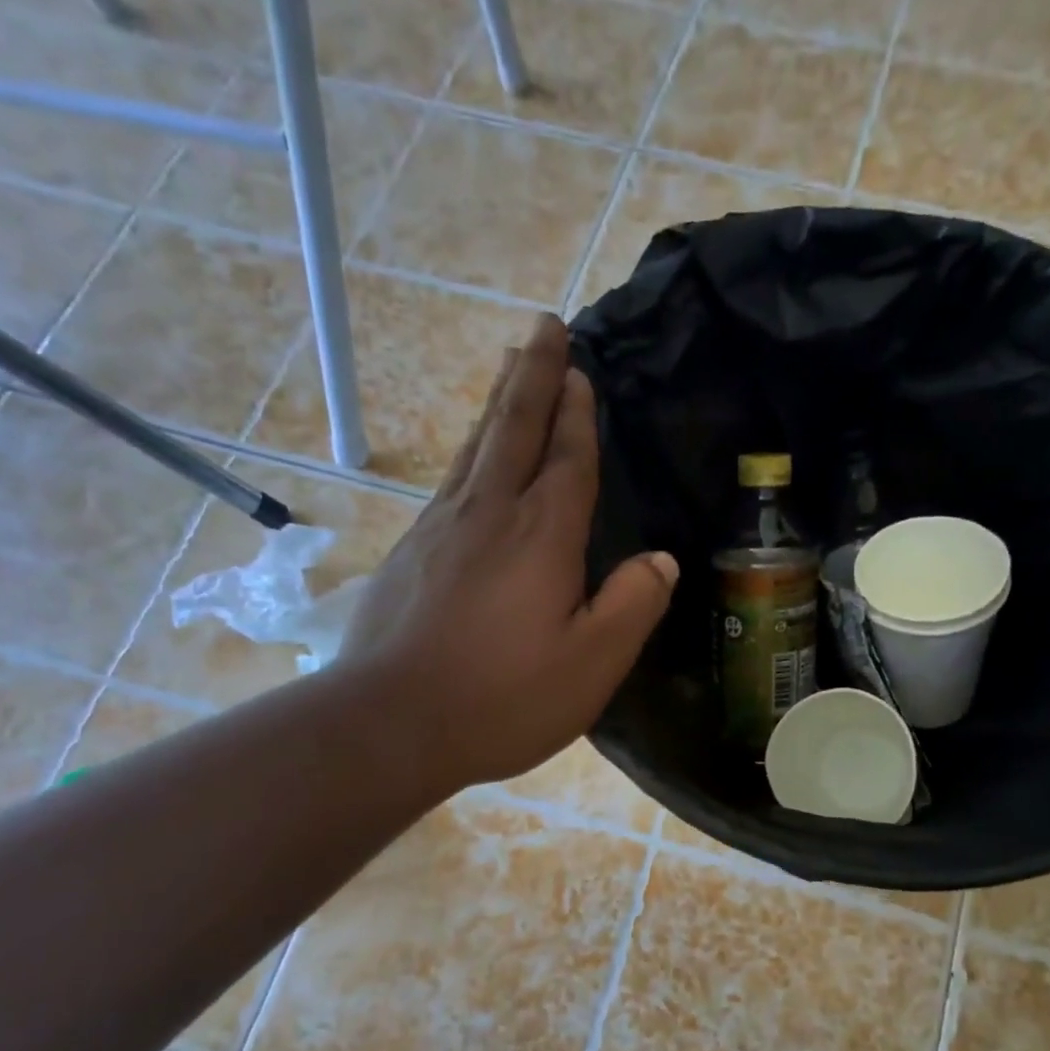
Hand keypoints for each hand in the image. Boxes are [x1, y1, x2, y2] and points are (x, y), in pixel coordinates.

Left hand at [334, 314, 676, 793]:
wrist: (389, 723)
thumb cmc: (503, 698)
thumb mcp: (592, 664)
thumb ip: (633, 605)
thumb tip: (661, 560)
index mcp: (541, 536)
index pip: (567, 459)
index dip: (577, 414)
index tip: (580, 370)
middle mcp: (488, 515)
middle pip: (514, 429)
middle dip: (534, 376)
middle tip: (544, 327)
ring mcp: (440, 530)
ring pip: (476, 448)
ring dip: (499, 404)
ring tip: (511, 367)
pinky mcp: (409, 553)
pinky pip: (450, 482)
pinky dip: (469, 451)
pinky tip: (471, 458)